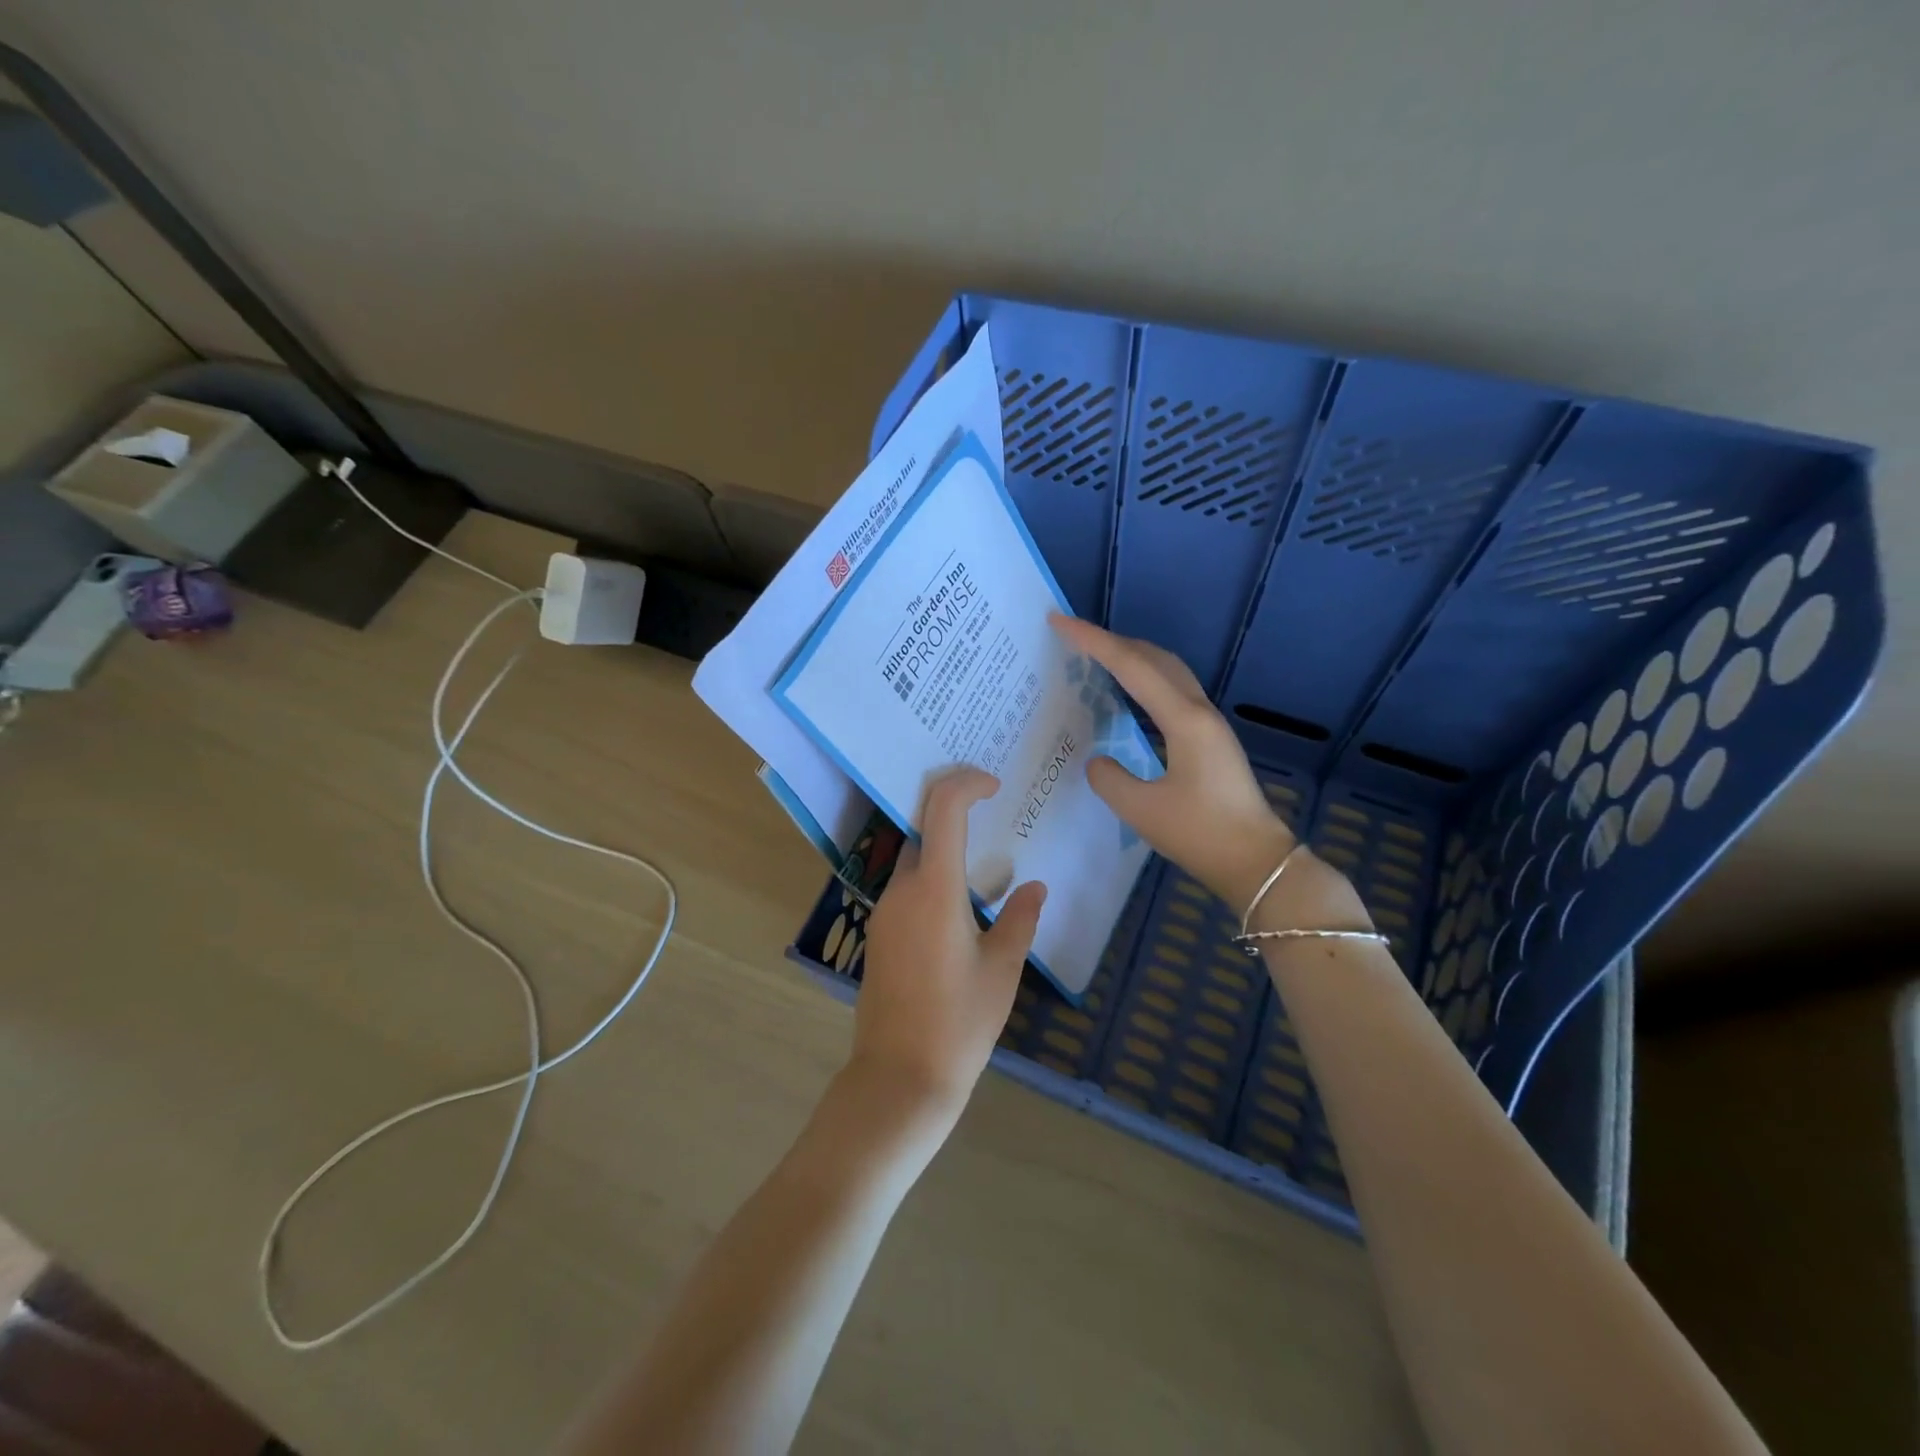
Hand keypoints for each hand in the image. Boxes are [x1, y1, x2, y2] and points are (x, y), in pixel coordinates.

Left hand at [852, 766, 1046, 1128]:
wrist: (899, 1077)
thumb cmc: (960, 1022)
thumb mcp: (1003, 969)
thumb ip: (1020, 919)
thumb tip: (1034, 888)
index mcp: (934, 888)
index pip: (943, 808)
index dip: (966, 782)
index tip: (994, 785)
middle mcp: (902, 890)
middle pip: (924, 828)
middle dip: (956, 811)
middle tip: (995, 815)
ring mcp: (884, 913)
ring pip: (914, 860)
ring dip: (944, 849)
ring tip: (985, 863)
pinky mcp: (879, 936)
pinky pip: (907, 889)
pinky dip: (932, 879)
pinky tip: (960, 906)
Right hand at [1050, 613, 1299, 911]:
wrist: (1257, 862)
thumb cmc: (1201, 834)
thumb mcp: (1142, 810)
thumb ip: (1109, 779)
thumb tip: (1097, 762)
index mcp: (1184, 719)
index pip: (1131, 666)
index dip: (1093, 641)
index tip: (1060, 621)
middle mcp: (1199, 711)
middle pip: (1154, 658)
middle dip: (1112, 641)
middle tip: (1073, 637)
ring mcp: (1209, 725)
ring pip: (1168, 672)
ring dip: (1132, 657)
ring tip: (1097, 658)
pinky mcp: (1210, 740)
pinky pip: (1173, 692)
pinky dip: (1145, 680)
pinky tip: (1130, 695)